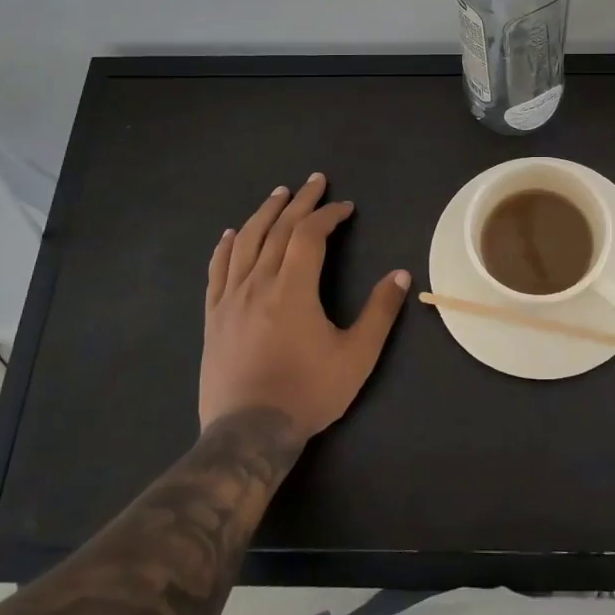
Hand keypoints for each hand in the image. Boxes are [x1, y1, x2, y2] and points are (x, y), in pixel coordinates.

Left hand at [200, 173, 409, 439]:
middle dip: (299, 202)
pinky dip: (226, 246)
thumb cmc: (307, 392)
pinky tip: (231, 234)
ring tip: (278, 194)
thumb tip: (400, 274)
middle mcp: (258, 283)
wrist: (248, 432)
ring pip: (246, 242)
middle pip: (277, 229)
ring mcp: (231, 299)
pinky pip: (217, 270)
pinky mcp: (213, 316)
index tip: (346, 207)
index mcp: (293, 289)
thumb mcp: (356, 356)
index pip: (309, 235)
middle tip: (314, 181)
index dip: (328, 215)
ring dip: (264, 213)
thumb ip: (380, 312)